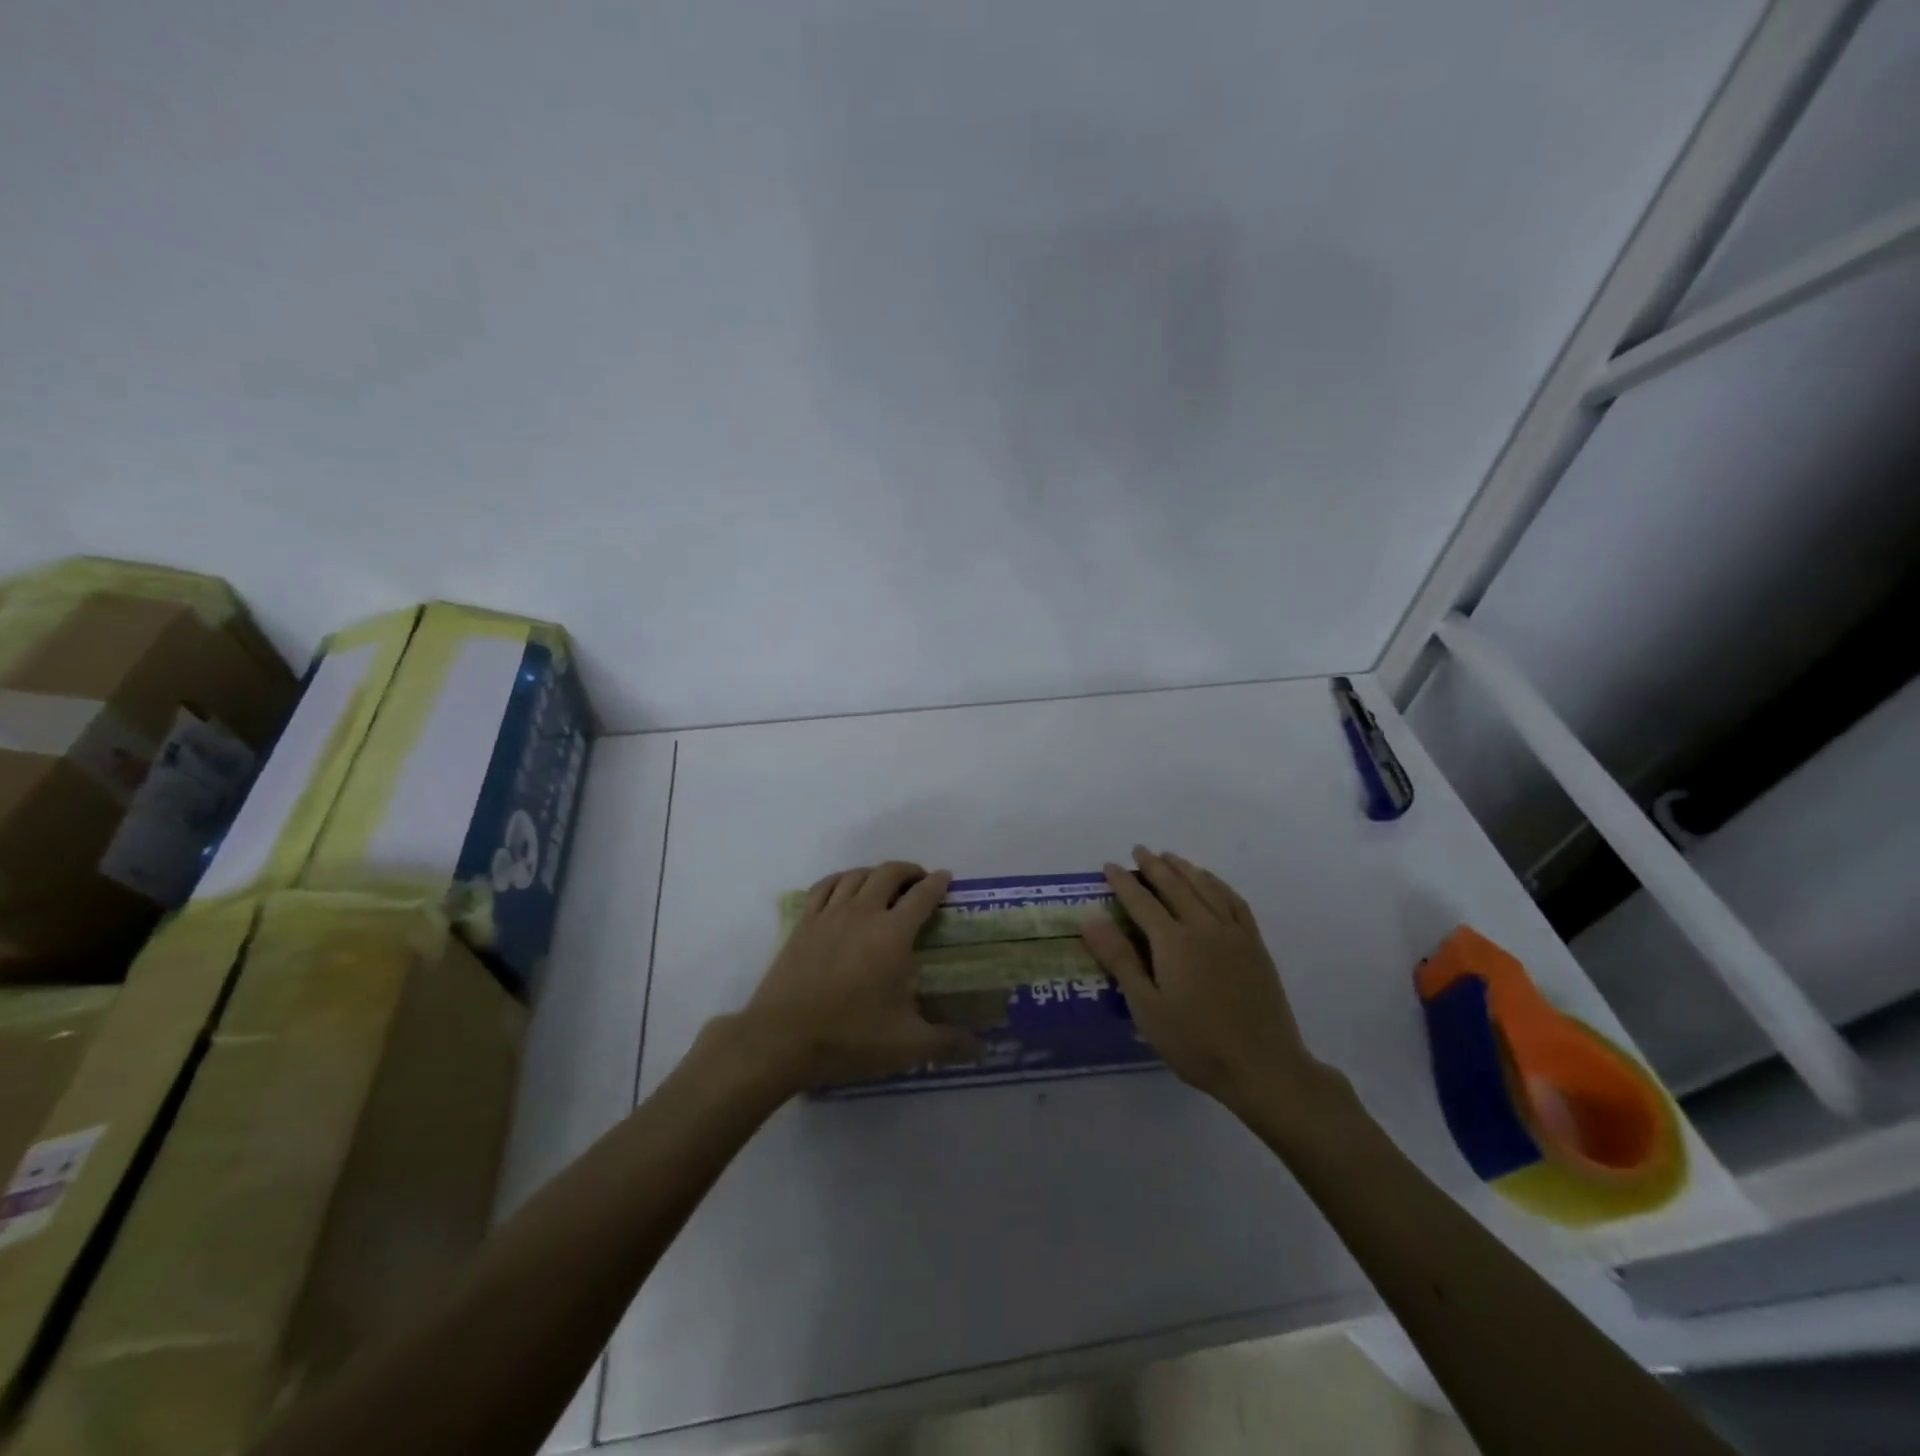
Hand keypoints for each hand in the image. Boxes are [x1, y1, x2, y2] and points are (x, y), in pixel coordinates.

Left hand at [734, 862, 978, 1091]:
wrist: (781, 1040)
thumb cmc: (849, 1038)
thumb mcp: (906, 1045)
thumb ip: (947, 1043)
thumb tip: (980, 1048)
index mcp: (892, 934)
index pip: (922, 895)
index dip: (937, 883)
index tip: (946, 879)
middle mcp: (862, 913)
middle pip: (888, 873)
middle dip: (908, 871)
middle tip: (919, 882)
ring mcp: (829, 915)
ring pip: (856, 875)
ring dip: (875, 872)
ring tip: (884, 884)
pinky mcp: (803, 924)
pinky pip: (824, 886)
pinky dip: (840, 880)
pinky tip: (844, 889)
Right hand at [1081, 847, 1327, 1115]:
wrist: (1264, 1067)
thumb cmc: (1196, 1043)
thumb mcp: (1147, 1008)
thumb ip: (1120, 960)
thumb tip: (1091, 919)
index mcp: (1173, 942)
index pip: (1141, 900)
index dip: (1123, 881)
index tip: (1108, 866)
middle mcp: (1203, 926)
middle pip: (1174, 885)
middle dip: (1153, 865)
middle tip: (1138, 850)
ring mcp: (1233, 933)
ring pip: (1205, 887)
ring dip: (1184, 868)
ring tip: (1170, 857)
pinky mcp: (1255, 944)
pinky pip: (1234, 901)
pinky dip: (1218, 884)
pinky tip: (1211, 881)